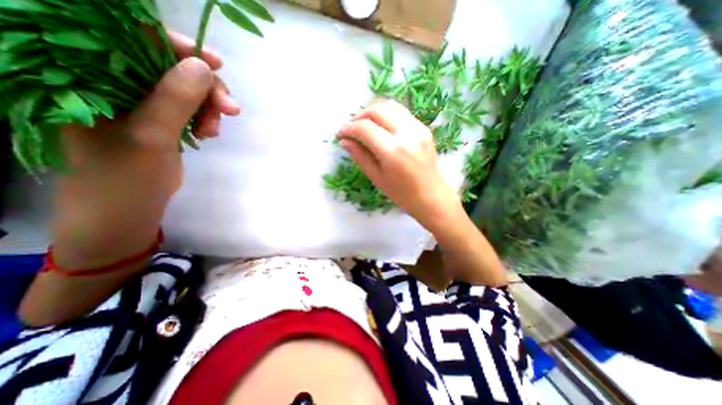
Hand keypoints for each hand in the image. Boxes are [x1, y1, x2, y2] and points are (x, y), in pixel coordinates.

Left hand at [54, 34, 239, 266]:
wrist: (130, 205)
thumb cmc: (127, 174)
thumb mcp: (152, 134)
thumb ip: (175, 98)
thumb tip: (204, 67)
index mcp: (88, 74)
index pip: (132, 37)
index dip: (177, 46)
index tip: (215, 64)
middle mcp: (113, 80)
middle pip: (171, 65)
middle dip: (206, 87)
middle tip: (229, 111)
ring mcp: (141, 100)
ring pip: (187, 88)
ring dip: (209, 107)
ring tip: (213, 131)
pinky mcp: (161, 117)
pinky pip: (191, 106)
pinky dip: (206, 116)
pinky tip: (208, 132)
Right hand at [338, 101, 455, 230]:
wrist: (431, 196)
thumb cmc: (401, 194)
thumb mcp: (377, 178)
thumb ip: (360, 156)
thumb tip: (344, 141)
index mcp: (392, 151)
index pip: (364, 128)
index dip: (348, 128)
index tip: (340, 134)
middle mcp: (406, 133)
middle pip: (377, 110)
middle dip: (359, 117)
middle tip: (352, 129)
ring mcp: (418, 128)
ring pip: (390, 106)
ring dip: (373, 112)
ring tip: (365, 125)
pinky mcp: (424, 128)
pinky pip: (401, 113)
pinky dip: (387, 115)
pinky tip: (381, 127)